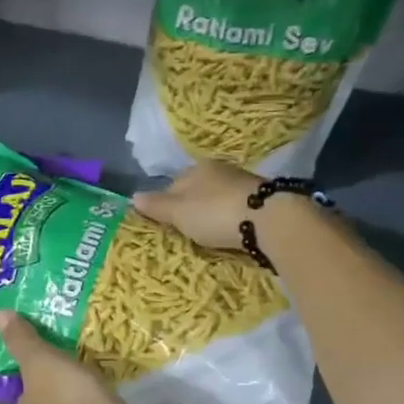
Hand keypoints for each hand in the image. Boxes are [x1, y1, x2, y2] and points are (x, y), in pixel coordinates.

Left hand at [0, 310, 162, 403]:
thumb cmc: (68, 402)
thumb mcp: (42, 363)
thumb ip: (24, 341)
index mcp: (31, 403)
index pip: (29, 382)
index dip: (36, 366)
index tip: (49, 348)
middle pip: (56, 394)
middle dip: (66, 378)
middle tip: (81, 350)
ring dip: (91, 392)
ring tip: (107, 364)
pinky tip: (123, 390)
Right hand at [130, 161, 261, 251]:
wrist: (270, 220)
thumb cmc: (215, 213)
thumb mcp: (179, 213)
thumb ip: (156, 206)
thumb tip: (133, 197)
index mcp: (197, 168)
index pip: (173, 185)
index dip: (166, 205)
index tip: (166, 225)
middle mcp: (220, 170)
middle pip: (197, 191)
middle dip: (191, 209)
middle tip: (187, 232)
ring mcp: (243, 183)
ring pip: (218, 199)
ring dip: (213, 214)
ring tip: (209, 235)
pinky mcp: (262, 199)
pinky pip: (237, 209)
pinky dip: (231, 219)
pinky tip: (231, 232)